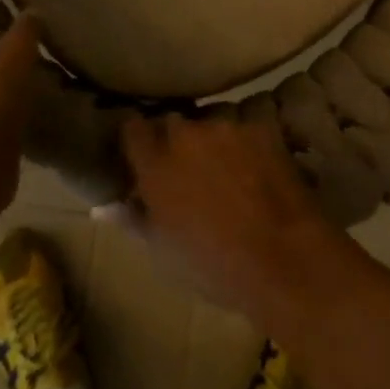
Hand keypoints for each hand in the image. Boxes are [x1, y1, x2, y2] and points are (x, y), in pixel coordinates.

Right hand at [121, 115, 355, 330]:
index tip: (140, 152)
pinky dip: (242, 143)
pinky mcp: (262, 128)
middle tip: (184, 169)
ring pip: (209, 122)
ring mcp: (227, 126)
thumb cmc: (213, 266)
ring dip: (209, 140)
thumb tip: (105, 206)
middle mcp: (187, 134)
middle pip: (172, 122)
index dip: (136, 138)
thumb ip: (133, 219)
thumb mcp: (162, 253)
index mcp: (155, 163)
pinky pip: (243, 128)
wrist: (283, 258)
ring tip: (223, 169)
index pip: (132, 128)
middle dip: (173, 140)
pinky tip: (254, 169)